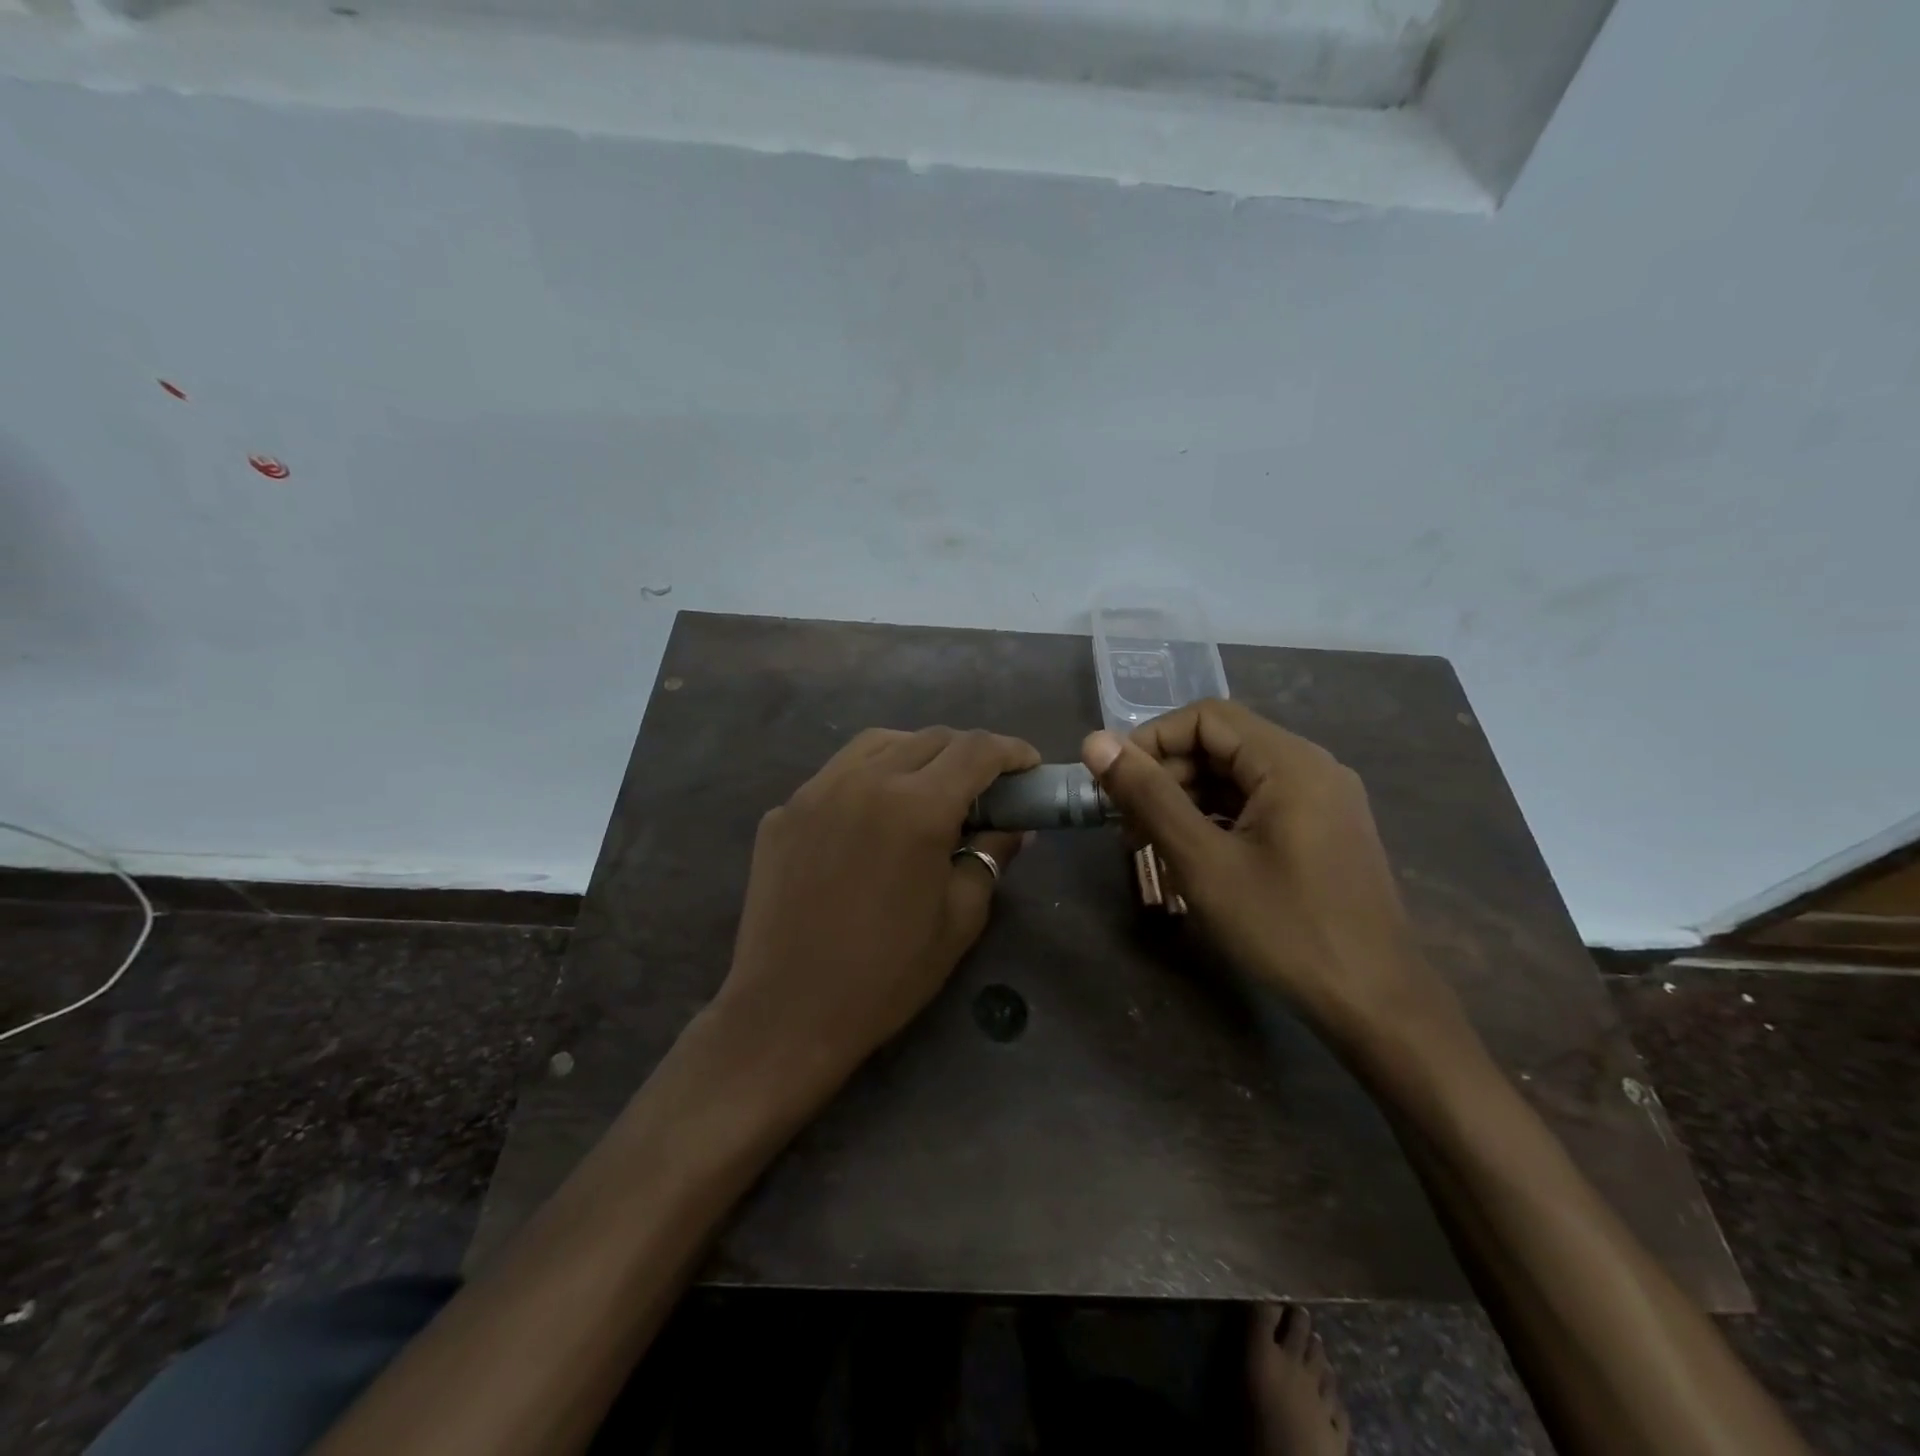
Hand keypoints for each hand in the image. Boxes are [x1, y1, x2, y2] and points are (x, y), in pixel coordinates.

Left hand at [717, 726, 1037, 1085]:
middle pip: (930, 738)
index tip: (1029, 765)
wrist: (788, 1011)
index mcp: (917, 807)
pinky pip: (837, 773)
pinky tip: (874, 814)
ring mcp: (816, 791)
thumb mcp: (960, 918)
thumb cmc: (887, 974)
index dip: (1011, 751)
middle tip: (984, 786)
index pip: (976, 750)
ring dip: (917, 752)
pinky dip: (869, 776)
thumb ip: (991, 855)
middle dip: (968, 752)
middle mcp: (865, 780)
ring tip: (930, 786)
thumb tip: (1012, 824)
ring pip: (879, 743)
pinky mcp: (784, 811)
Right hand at [1082, 700, 1463, 1049]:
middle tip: (1125, 824)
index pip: (1205, 717)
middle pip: (1221, 745)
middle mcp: (1311, 768)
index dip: (1150, 741)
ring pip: (1236, 778)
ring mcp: (1322, 801)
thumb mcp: (1203, 862)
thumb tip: (1095, 742)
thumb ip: (1148, 796)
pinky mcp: (1322, 832)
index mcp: (1290, 762)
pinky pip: (1257, 806)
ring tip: (1148, 844)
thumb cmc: (1285, 929)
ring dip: (1186, 800)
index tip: (1113, 784)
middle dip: (1165, 776)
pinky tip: (1190, 856)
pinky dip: (1216, 820)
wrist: (1377, 1006)